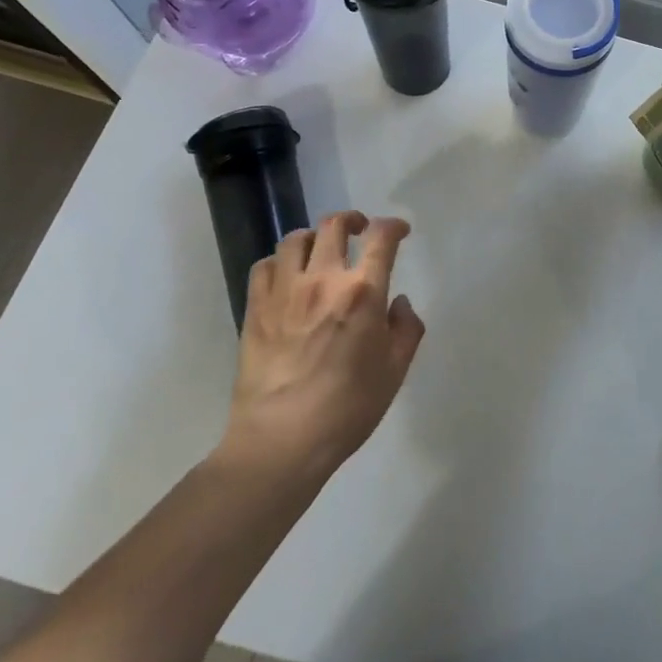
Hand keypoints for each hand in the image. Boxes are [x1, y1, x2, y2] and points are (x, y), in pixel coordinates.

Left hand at [219, 211, 423, 476]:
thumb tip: (398, 302)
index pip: (381, 238)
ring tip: (320, 250)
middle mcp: (323, 280)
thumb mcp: (394, 371)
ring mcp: (284, 291)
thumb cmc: (347, 409)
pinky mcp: (255, 308)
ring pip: (295, 239)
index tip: (400, 231)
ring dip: (314, 237)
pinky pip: (264, 265)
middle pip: (334, 225)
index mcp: (363, 292)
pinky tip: (287, 277)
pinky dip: (279, 263)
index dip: (393, 226)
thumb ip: (406, 329)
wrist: (281, 441)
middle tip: (360, 231)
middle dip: (352, 220)